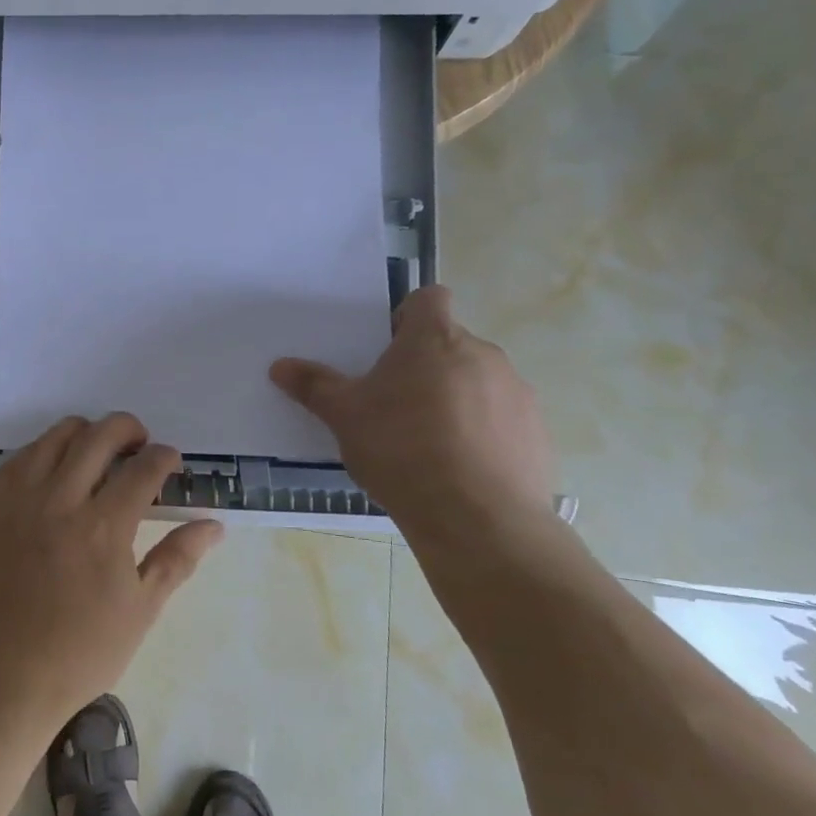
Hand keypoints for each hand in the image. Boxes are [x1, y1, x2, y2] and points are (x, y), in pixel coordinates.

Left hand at [0, 413, 223, 733]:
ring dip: (85, 433)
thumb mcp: (141, 610)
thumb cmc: (81, 652)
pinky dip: (44, 450)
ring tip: (98, 452)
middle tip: (140, 445)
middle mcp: (60, 501)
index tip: (170, 462)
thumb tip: (213, 525)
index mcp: (103, 527)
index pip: (143, 468)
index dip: (164, 457)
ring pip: (55, 437)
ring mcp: (20, 501)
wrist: (4, 678)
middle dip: (128, 429)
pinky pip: (19, 459)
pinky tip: (55, 468)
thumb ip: (177, 558)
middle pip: (99, 436)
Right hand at [270, 285, 553, 548]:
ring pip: (478, 381)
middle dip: (425, 366)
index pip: (429, 298)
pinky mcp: (536, 432)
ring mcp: (516, 392)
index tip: (387, 350)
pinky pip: (502, 419)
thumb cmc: (401, 449)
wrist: (477, 517)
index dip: (407, 316)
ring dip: (455, 399)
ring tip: (428, 444)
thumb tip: (279, 366)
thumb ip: (314, 386)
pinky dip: (482, 433)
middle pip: (450, 344)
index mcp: (434, 338)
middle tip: (395, 405)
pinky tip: (460, 469)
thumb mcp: (344, 417)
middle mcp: (482, 354)